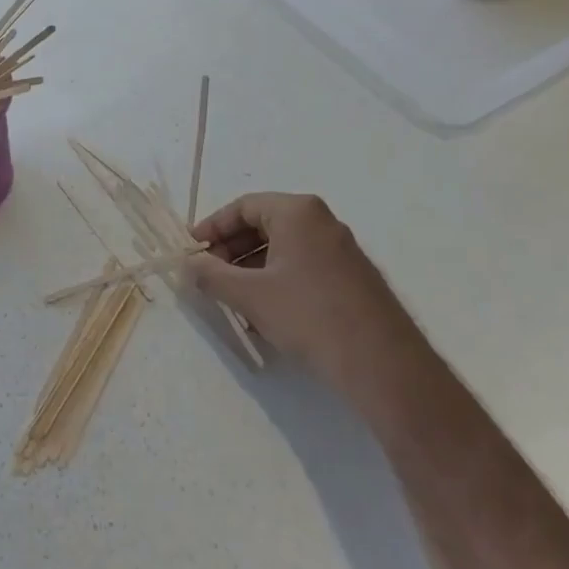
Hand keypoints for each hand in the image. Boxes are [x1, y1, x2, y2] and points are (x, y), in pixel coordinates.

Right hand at [188, 193, 414, 385]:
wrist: (380, 362)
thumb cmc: (307, 315)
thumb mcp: (249, 295)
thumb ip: (211, 275)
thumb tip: (188, 264)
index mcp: (297, 212)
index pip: (242, 206)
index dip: (212, 227)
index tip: (192, 251)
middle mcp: (322, 221)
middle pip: (263, 225)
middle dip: (231, 250)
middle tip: (208, 276)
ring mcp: (341, 249)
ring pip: (283, 248)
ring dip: (251, 269)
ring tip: (232, 299)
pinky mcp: (352, 277)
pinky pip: (303, 266)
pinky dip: (277, 280)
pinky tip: (264, 313)